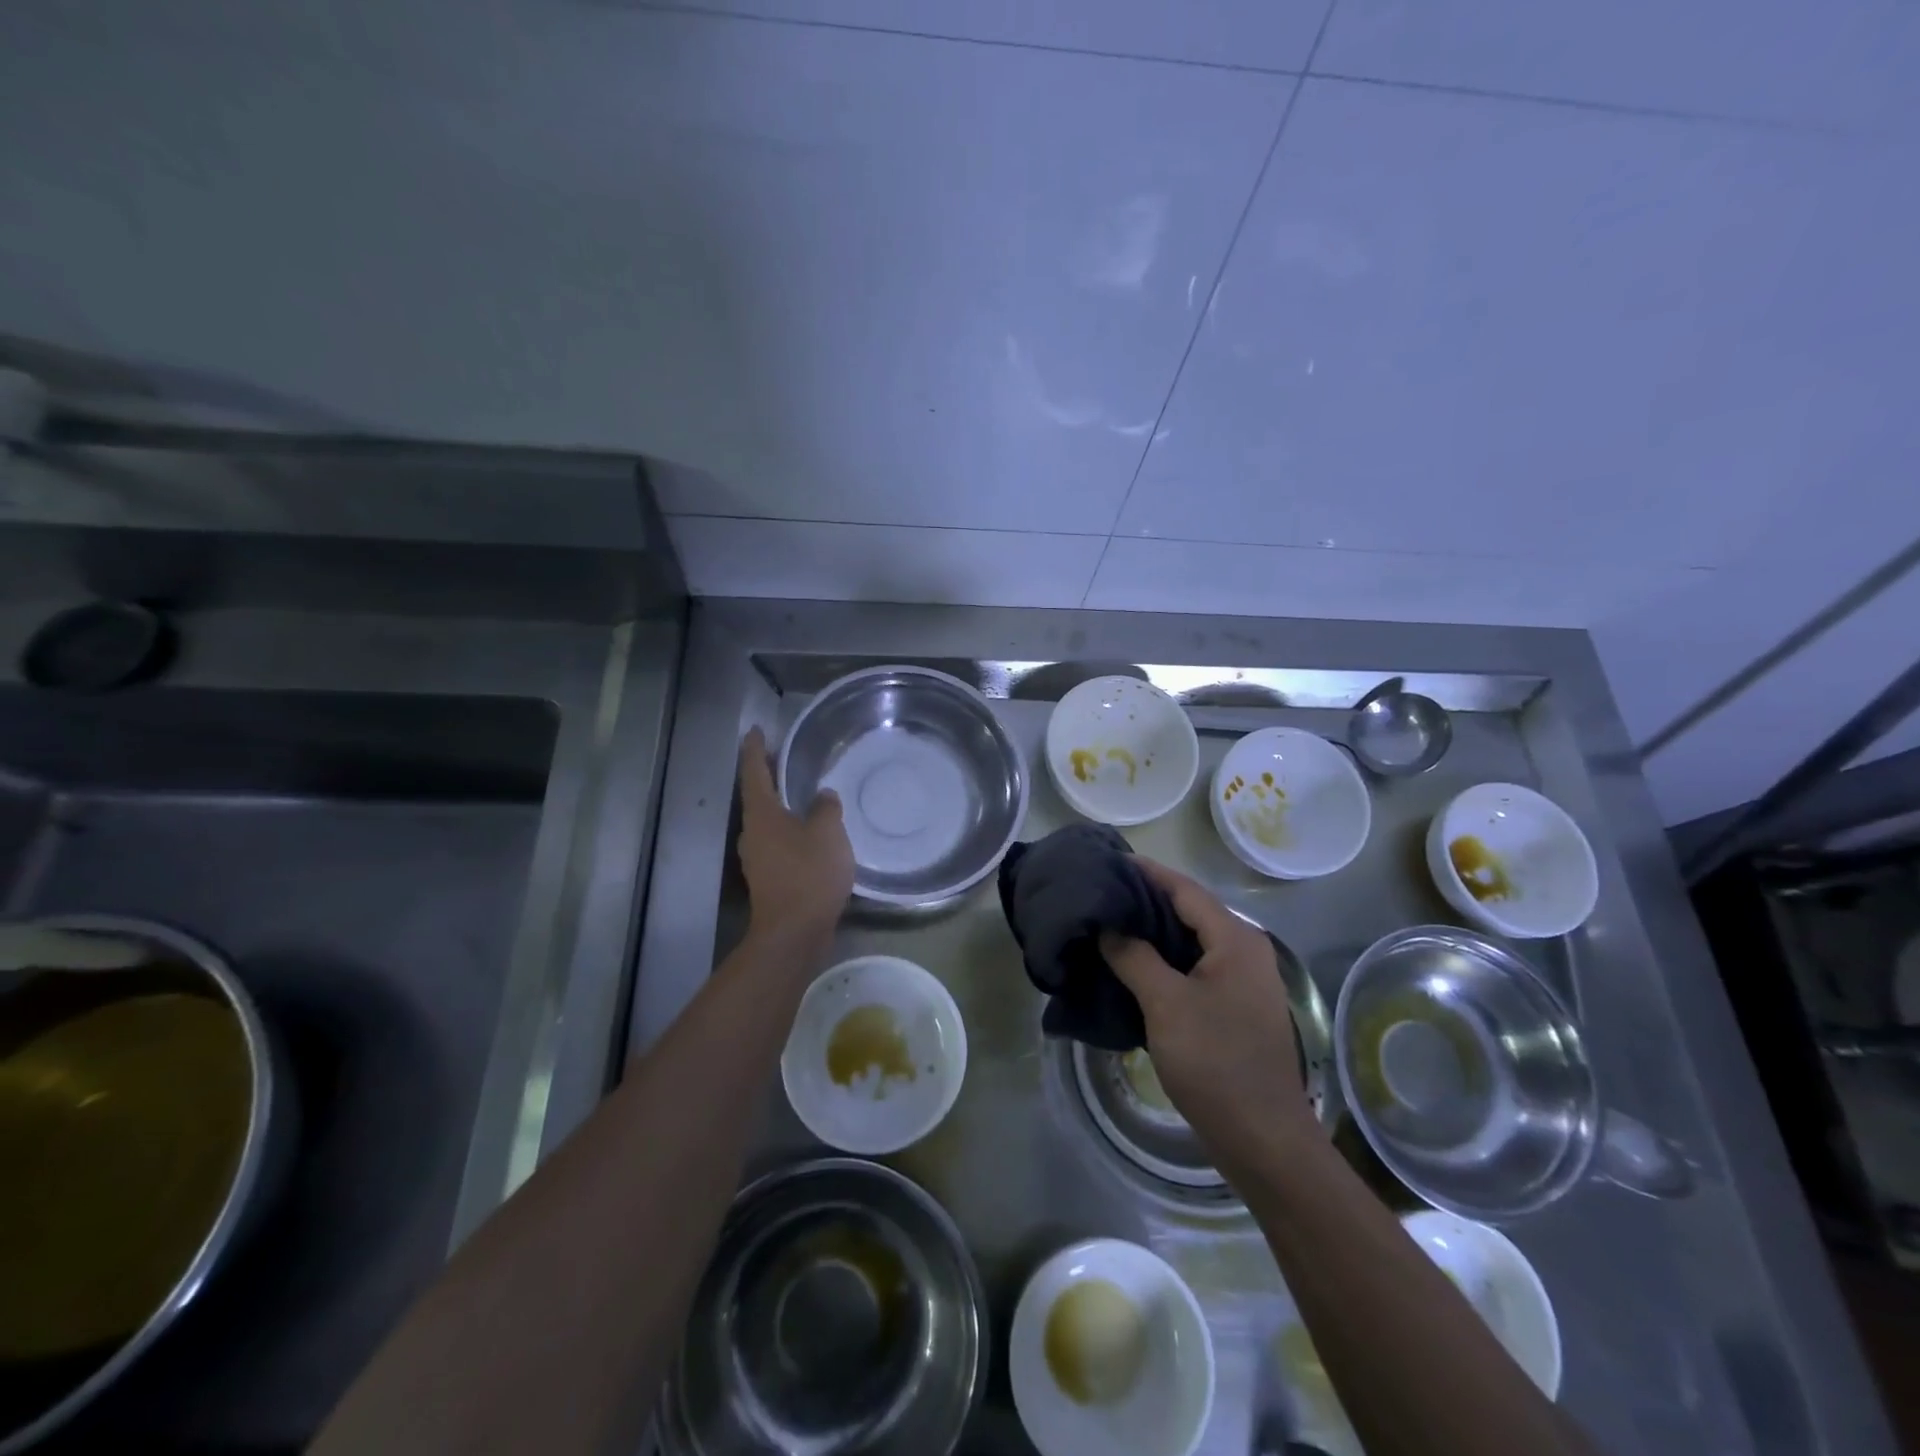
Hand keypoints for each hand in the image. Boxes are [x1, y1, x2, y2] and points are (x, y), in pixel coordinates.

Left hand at [735, 728, 853, 951]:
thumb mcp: (827, 832)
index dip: (755, 749)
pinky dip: (792, 833)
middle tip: (786, 760)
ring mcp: (758, 859)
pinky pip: (780, 845)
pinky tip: (813, 836)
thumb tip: (821, 796)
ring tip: (805, 797)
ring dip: (783, 808)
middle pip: (758, 797)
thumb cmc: (808, 873)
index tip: (755, 730)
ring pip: (769, 823)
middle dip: (770, 778)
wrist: (794, 932)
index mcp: (761, 815)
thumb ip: (825, 808)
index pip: (753, 772)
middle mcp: (752, 833)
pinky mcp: (770, 879)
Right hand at [1100, 858, 1315, 1167]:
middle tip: (1100, 894)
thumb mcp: (1165, 1004)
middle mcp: (1244, 951)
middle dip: (1144, 900)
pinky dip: (1162, 959)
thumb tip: (1107, 926)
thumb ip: (1133, 957)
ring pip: (1189, 940)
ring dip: (1151, 931)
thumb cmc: (1215, 1062)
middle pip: (1188, 910)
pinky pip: (1193, 966)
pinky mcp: (1233, 1006)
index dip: (1145, 872)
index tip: (1106, 861)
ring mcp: (1242, 980)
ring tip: (1107, 925)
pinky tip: (1131, 965)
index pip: (1184, 889)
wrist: (1262, 1138)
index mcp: (1235, 940)